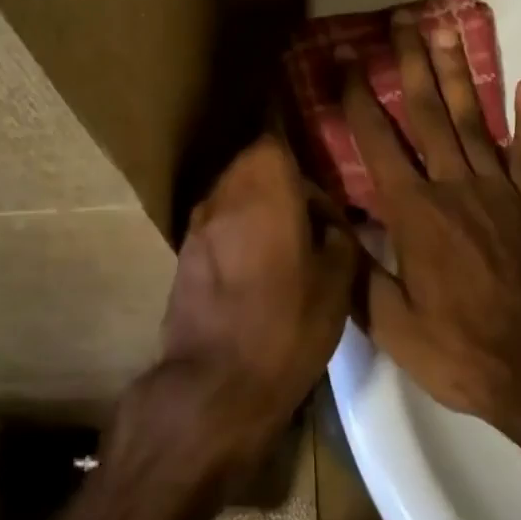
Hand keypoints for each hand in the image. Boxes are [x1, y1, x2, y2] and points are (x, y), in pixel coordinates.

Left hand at [127, 135, 358, 476]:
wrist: (215, 385)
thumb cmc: (287, 325)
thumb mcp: (337, 281)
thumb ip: (336, 235)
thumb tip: (327, 221)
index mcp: (265, 185)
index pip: (275, 134)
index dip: (297, 142)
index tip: (318, 157)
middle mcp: (225, 191)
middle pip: (252, 161)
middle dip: (281, 175)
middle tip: (310, 206)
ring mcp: (198, 221)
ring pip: (233, 190)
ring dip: (257, 201)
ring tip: (286, 234)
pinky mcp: (183, 251)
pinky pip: (218, 221)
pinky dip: (238, 227)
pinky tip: (257, 260)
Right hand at [342, 15, 520, 434]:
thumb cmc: (459, 351)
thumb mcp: (390, 323)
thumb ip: (355, 266)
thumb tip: (323, 217)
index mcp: (415, 214)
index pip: (378, 142)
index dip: (359, 98)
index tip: (346, 59)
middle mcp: (455, 188)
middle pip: (428, 113)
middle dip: (411, 63)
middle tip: (402, 20)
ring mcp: (500, 192)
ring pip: (473, 121)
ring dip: (459, 74)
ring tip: (446, 32)